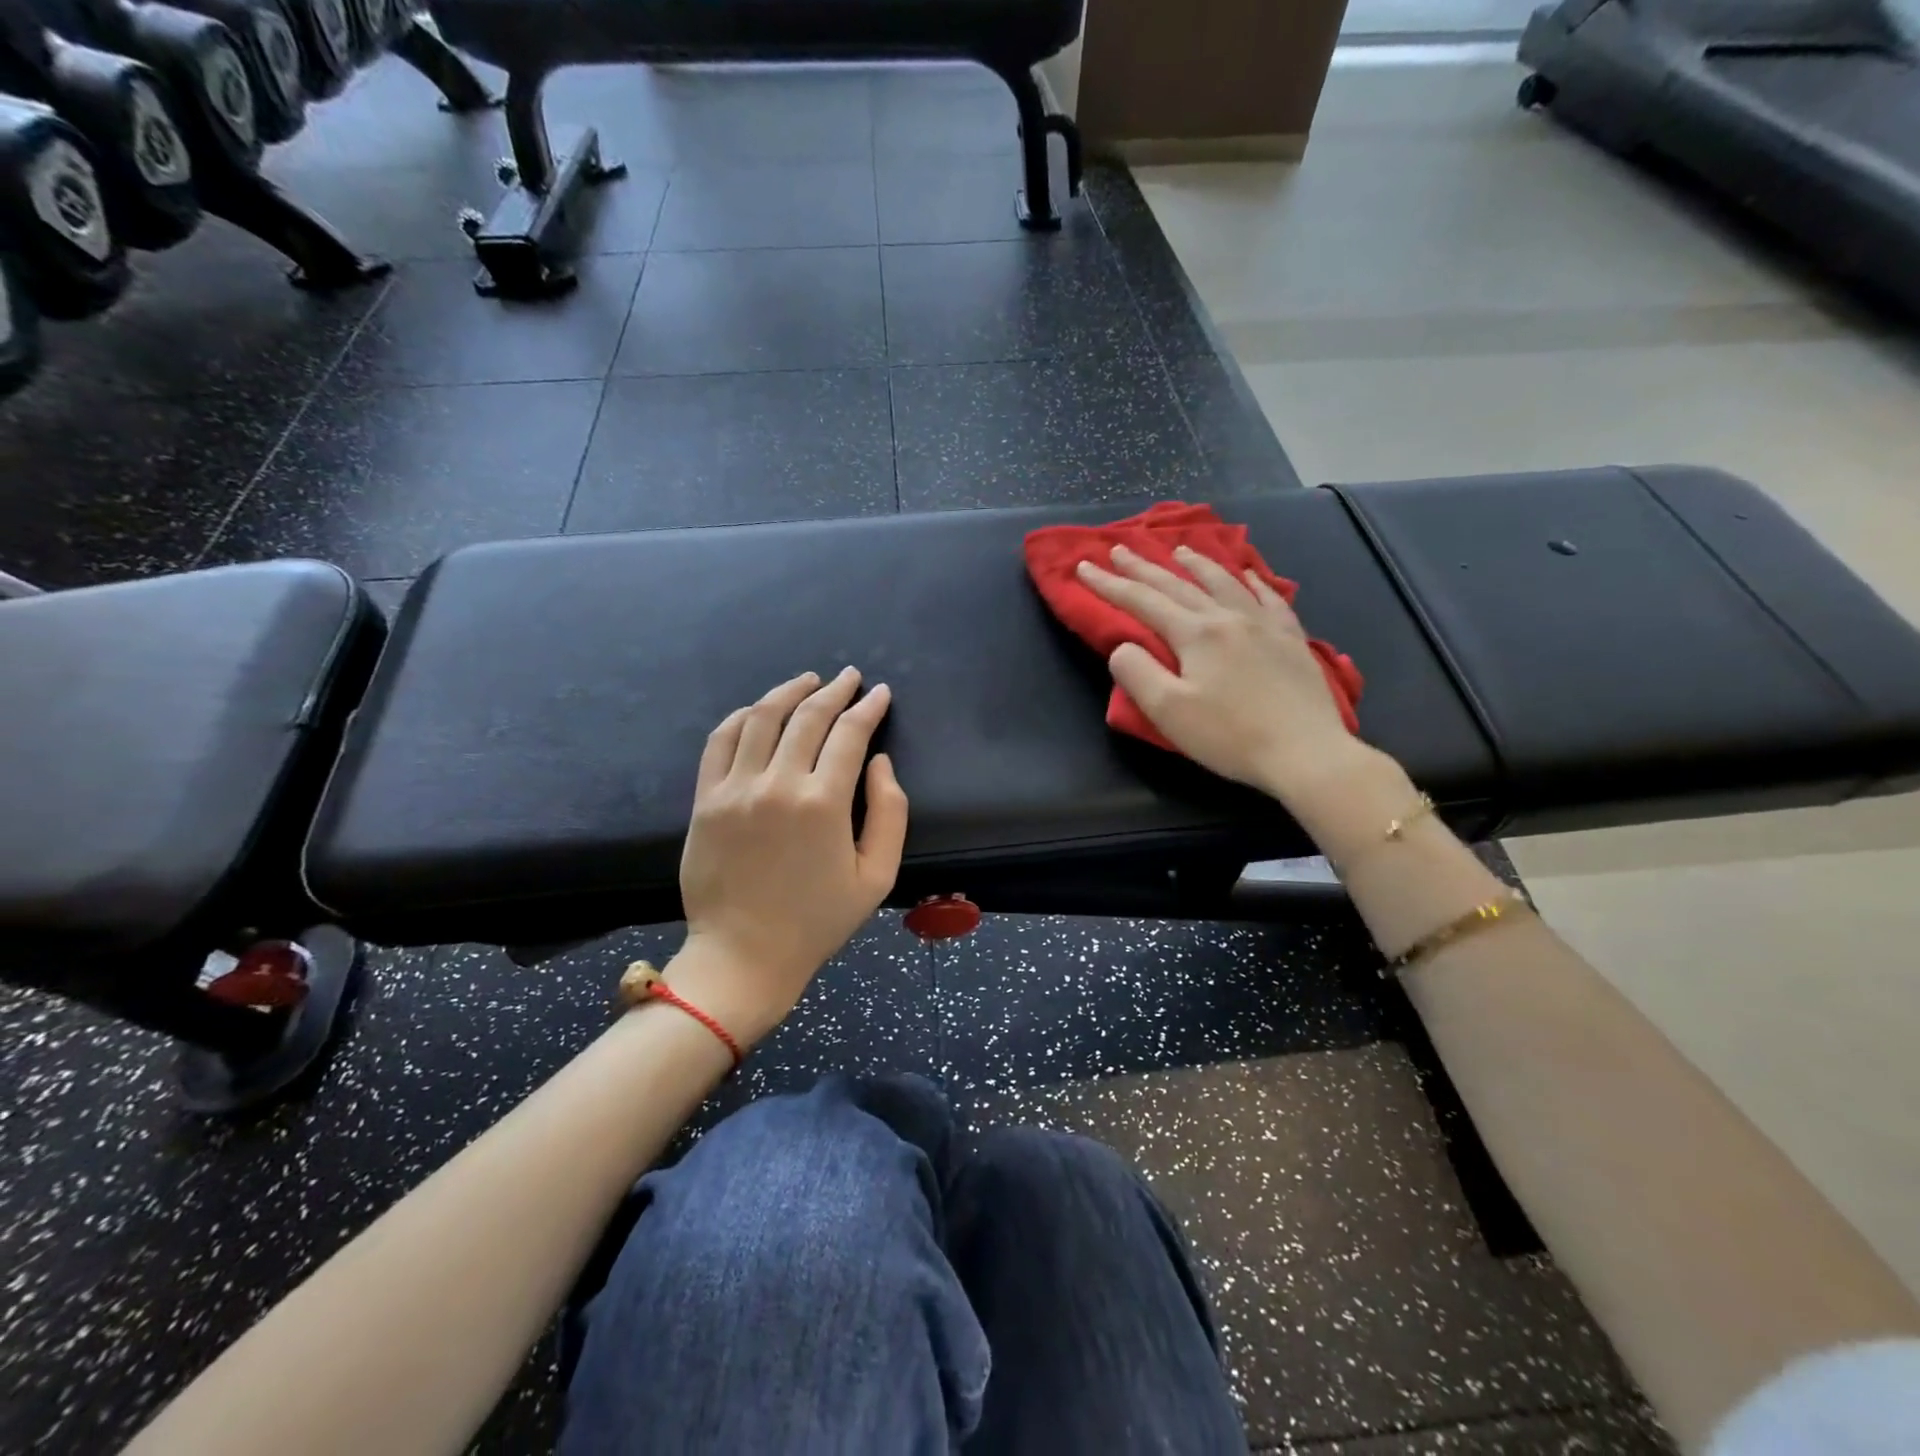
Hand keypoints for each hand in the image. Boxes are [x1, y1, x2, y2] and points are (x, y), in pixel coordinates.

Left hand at [670, 668, 908, 1046]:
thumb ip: (889, 813)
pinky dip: (742, 717)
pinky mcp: (705, 800)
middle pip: (808, 718)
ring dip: (789, 691)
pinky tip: (759, 710)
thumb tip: (880, 762)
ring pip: (762, 718)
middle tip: (850, 677)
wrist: (744, 955)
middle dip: (835, 691)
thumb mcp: (877, 876)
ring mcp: (735, 789)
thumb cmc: (817, 920)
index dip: (868, 708)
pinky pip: (720, 741)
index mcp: (824, 804)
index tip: (881, 693)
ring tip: (809, 680)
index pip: (850, 734)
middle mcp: (778, 784)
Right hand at [1077, 543, 1374, 805]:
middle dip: (1144, 567)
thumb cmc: (1230, 736)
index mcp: (1196, 633)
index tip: (1083, 567)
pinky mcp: (1291, 640)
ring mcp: (1264, 625)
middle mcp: (1228, 617)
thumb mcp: (1169, 711)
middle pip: (1179, 585)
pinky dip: (1253, 582)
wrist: (1306, 751)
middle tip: (1120, 548)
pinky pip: (1269, 598)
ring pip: (1224, 582)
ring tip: (1179, 550)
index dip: (1109, 585)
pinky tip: (1248, 575)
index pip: (1142, 601)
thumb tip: (1122, 646)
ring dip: (1197, 563)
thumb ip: (1137, 673)